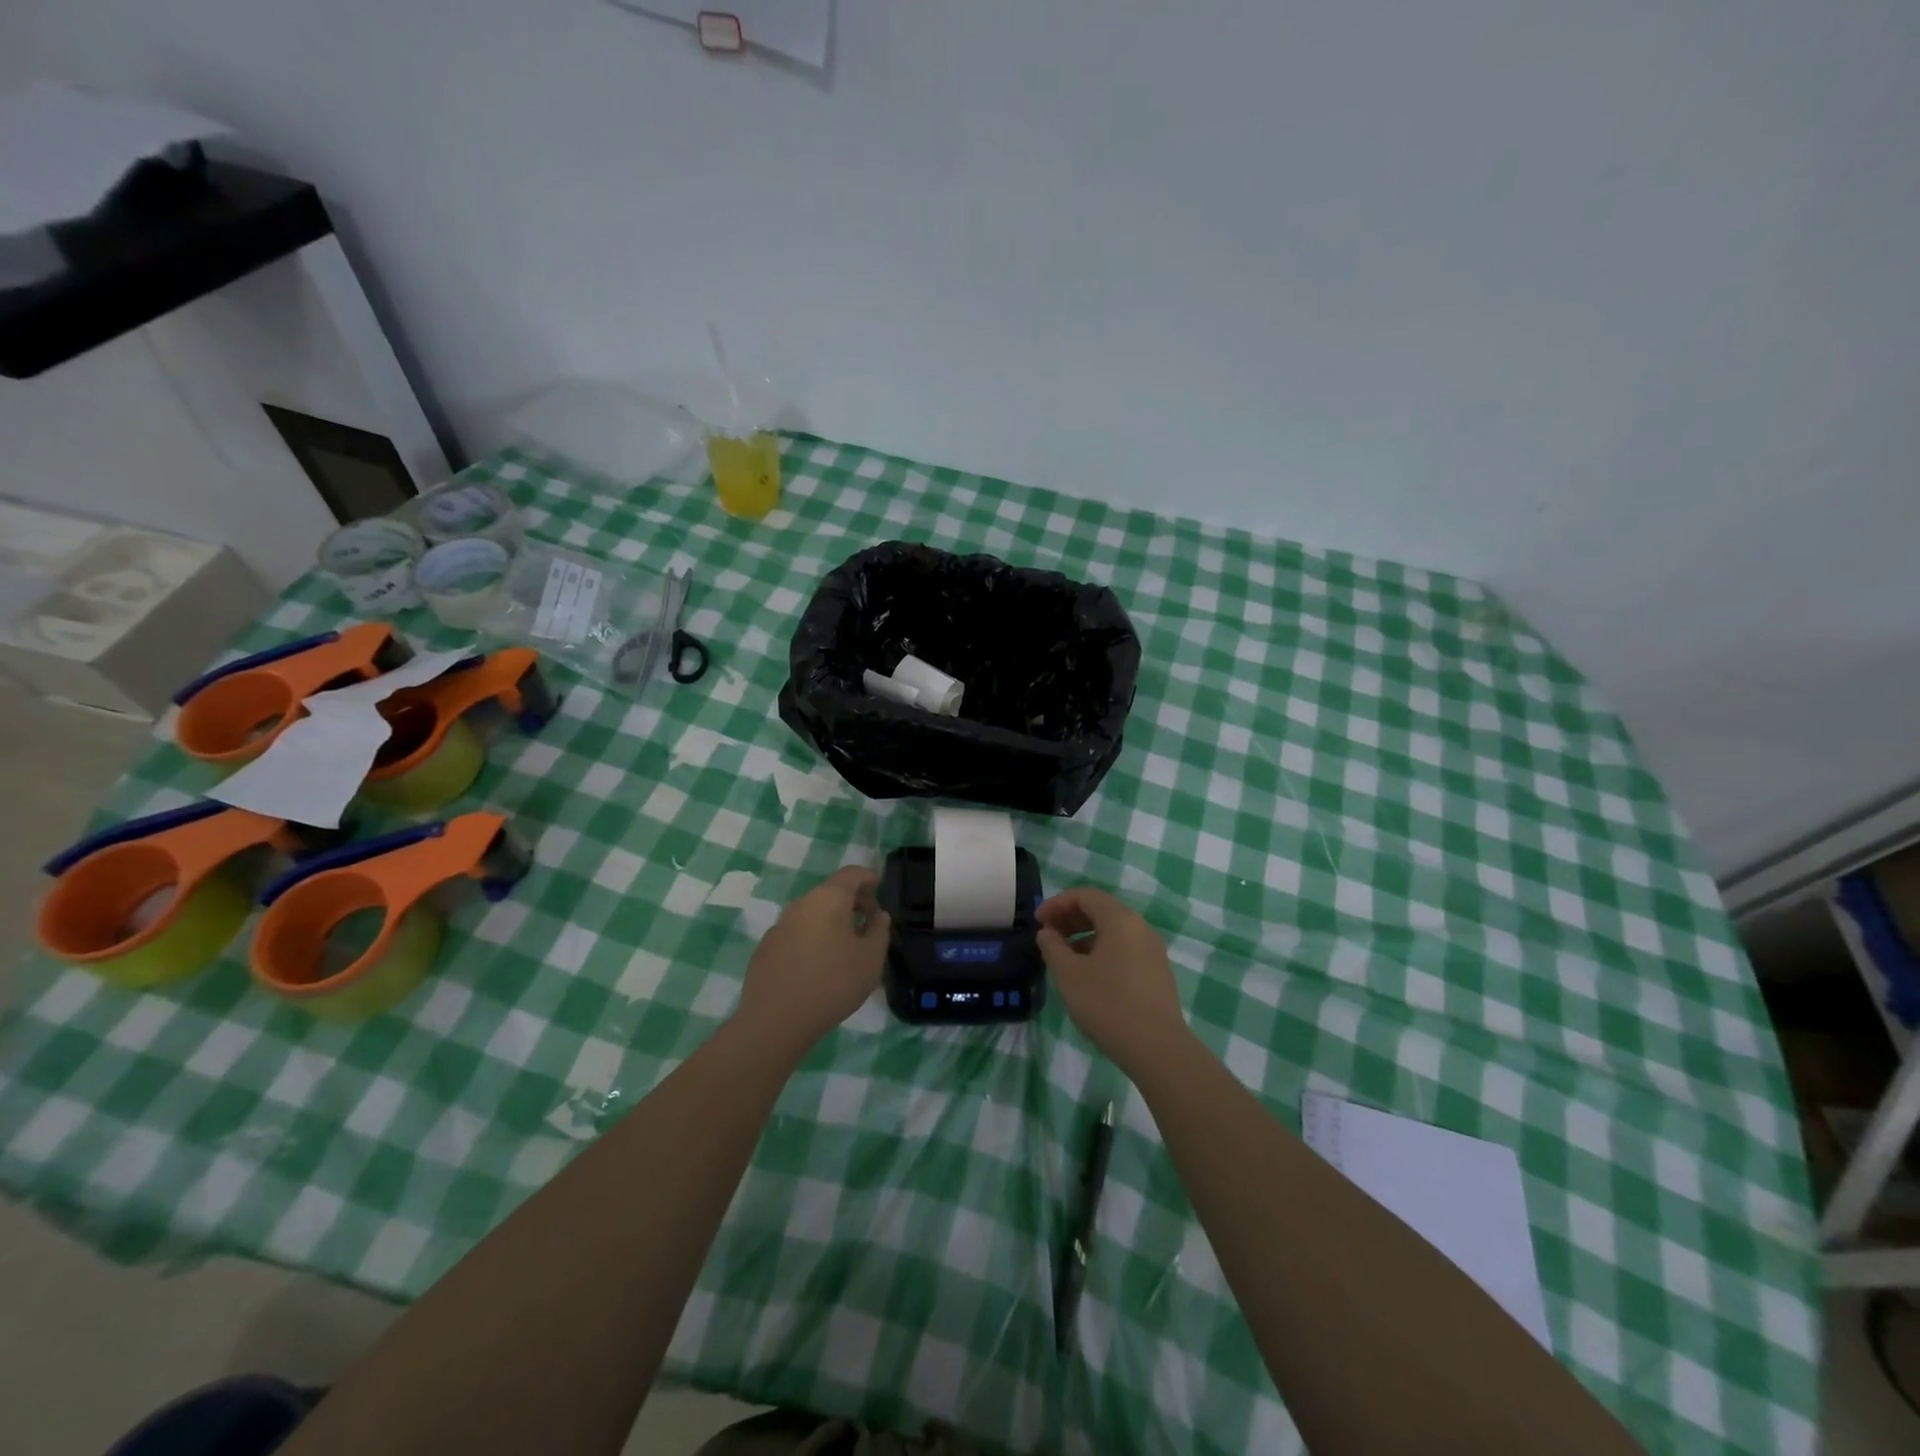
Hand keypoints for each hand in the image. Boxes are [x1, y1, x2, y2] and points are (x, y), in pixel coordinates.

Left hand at [736, 866, 890, 1052]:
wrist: (775, 1021)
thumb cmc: (832, 983)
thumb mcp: (871, 958)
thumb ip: (879, 930)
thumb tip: (878, 915)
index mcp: (828, 899)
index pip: (851, 874)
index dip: (868, 877)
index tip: (880, 887)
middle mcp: (801, 904)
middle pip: (831, 892)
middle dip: (853, 901)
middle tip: (869, 923)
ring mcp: (780, 926)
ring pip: (813, 913)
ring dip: (832, 921)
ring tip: (847, 947)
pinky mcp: (766, 949)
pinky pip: (797, 933)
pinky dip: (813, 938)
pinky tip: (819, 965)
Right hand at [1037, 886, 1187, 1075]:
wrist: (1158, 1048)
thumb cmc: (1108, 1004)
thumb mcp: (1069, 975)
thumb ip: (1053, 947)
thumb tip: (1047, 933)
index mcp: (1120, 920)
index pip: (1085, 895)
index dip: (1057, 903)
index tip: (1037, 922)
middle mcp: (1140, 927)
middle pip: (1101, 910)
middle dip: (1070, 918)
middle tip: (1048, 937)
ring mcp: (1152, 950)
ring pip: (1113, 931)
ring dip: (1085, 936)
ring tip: (1064, 958)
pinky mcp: (1157, 971)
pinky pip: (1125, 948)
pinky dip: (1102, 951)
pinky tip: (1089, 975)